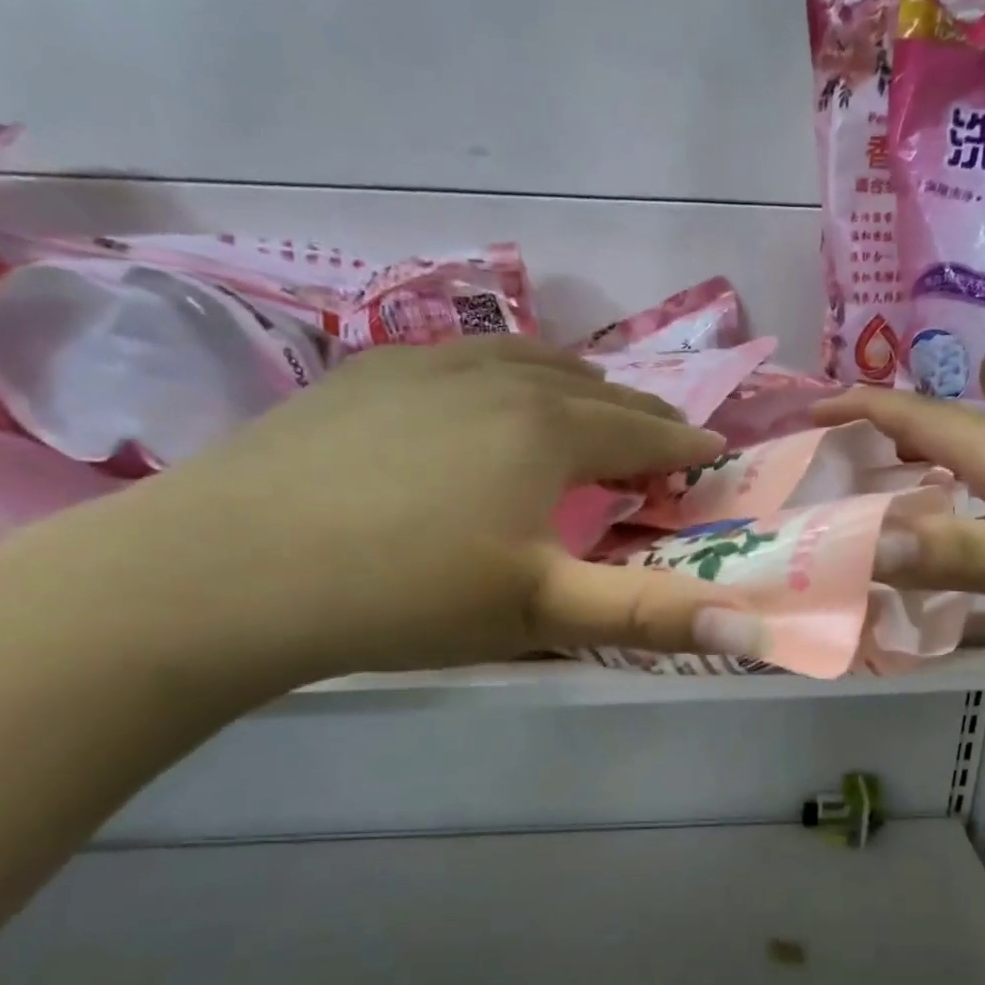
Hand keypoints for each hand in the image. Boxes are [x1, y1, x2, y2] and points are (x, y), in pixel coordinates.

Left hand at [82, 337, 764, 683]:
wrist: (228, 570)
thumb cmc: (406, 594)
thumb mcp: (541, 613)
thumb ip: (649, 615)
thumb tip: (756, 627)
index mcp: (549, 430)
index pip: (644, 431)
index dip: (686, 446)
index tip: (714, 456)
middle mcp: (500, 378)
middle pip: (594, 387)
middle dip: (638, 414)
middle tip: (658, 442)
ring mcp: (427, 365)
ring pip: (529, 360)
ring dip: (573, 384)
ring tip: (585, 409)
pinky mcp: (367, 371)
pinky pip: (464, 357)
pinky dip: (502, 373)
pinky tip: (483, 396)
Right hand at [815, 388, 984, 639]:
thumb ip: (941, 551)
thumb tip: (856, 545)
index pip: (908, 413)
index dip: (853, 407)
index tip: (804, 410)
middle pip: (935, 431)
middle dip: (878, 435)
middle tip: (834, 459)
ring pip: (965, 464)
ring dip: (917, 468)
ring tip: (882, 491)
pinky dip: (953, 501)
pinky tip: (959, 530)